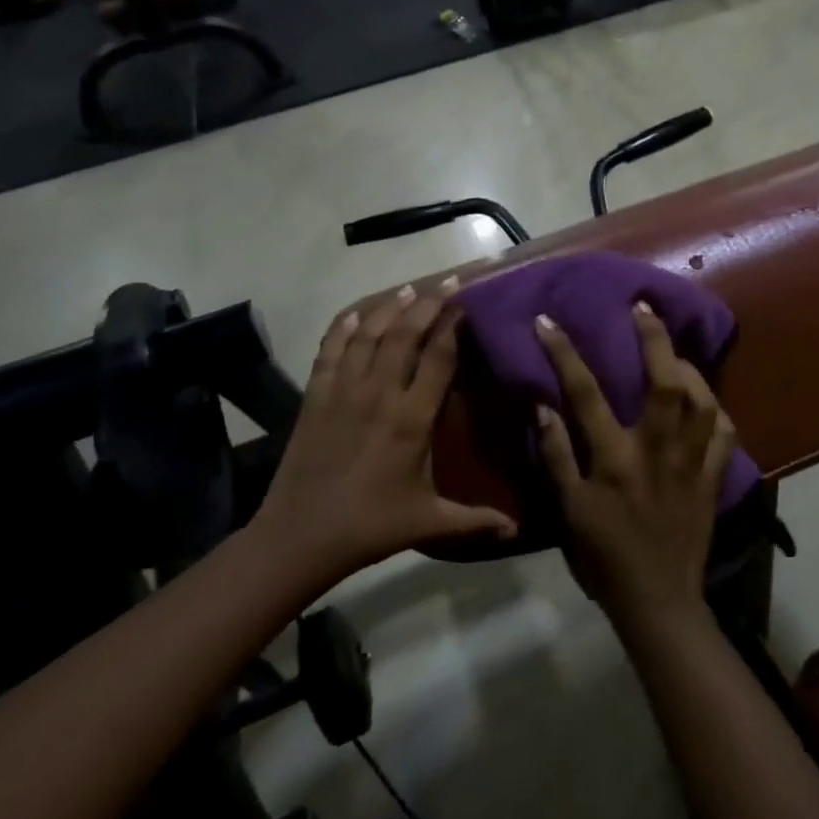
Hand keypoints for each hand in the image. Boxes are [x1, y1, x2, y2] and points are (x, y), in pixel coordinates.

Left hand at [261, 281, 515, 578]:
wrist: (301, 535)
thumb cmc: (371, 526)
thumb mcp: (429, 522)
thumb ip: (475, 520)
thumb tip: (517, 528)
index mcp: (412, 419)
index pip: (439, 359)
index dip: (453, 327)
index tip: (466, 305)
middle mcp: (380, 394)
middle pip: (405, 335)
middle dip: (427, 304)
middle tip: (446, 282)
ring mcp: (343, 392)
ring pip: (368, 336)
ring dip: (389, 309)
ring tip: (408, 290)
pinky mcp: (315, 398)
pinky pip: (330, 353)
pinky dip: (341, 330)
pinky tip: (352, 315)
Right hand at [534, 303, 738, 624]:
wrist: (657, 600)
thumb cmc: (604, 556)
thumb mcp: (568, 510)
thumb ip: (557, 455)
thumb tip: (544, 406)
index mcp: (615, 458)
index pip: (585, 393)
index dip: (564, 353)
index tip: (549, 321)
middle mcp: (657, 450)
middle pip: (665, 382)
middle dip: (654, 338)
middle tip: (644, 307)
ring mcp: (691, 463)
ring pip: (703, 401)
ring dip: (690, 367)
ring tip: (675, 350)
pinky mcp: (712, 479)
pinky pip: (725, 434)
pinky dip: (717, 409)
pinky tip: (705, 400)